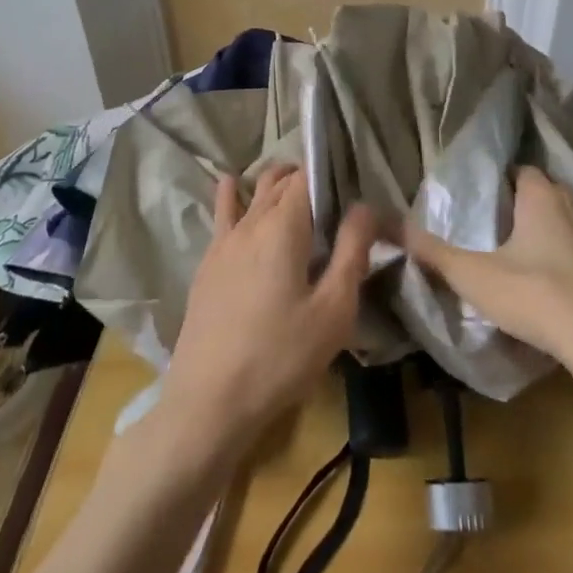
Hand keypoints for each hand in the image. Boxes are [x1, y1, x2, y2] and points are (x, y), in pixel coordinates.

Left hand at [159, 164, 377, 453]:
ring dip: (274, 183)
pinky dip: (233, 195)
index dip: (331, 171)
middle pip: (279, 181)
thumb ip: (352, 251)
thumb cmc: (281, 356)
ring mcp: (223, 243)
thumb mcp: (334, 310)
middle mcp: (250, 223)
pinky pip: (223, 215)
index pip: (308, 177)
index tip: (353, 182)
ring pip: (251, 194)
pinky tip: (232, 185)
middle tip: (335, 193)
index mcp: (284, 227)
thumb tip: (365, 206)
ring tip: (295, 184)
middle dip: (306, 176)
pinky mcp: (207, 265)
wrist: (209, 401)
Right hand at [405, 166, 572, 374]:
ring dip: (548, 233)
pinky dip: (569, 258)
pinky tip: (553, 283)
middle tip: (493, 231)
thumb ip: (434, 253)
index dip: (498, 182)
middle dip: (521, 207)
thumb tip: (395, 229)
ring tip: (521, 257)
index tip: (479, 203)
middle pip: (544, 194)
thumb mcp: (474, 276)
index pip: (520, 170)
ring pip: (567, 221)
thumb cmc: (536, 296)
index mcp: (542, 196)